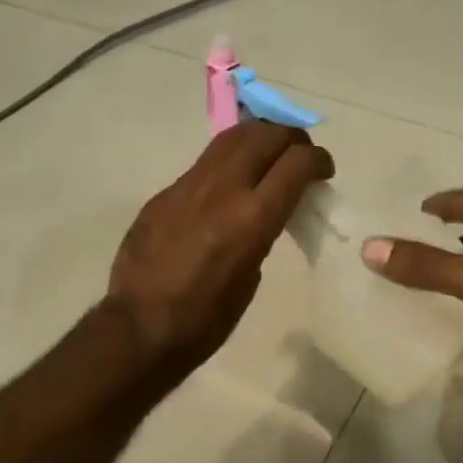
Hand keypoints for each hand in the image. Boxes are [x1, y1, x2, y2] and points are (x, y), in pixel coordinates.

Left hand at [107, 122, 333, 377]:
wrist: (140, 327)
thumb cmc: (206, 319)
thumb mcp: (250, 277)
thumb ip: (260, 234)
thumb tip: (260, 214)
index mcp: (252, 218)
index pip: (296, 163)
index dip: (318, 160)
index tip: (323, 171)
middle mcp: (223, 189)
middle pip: (265, 135)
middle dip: (291, 139)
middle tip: (299, 156)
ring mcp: (188, 186)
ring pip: (232, 138)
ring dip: (259, 139)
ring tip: (268, 156)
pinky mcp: (164, 193)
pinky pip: (204, 164)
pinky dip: (228, 163)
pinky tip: (228, 187)